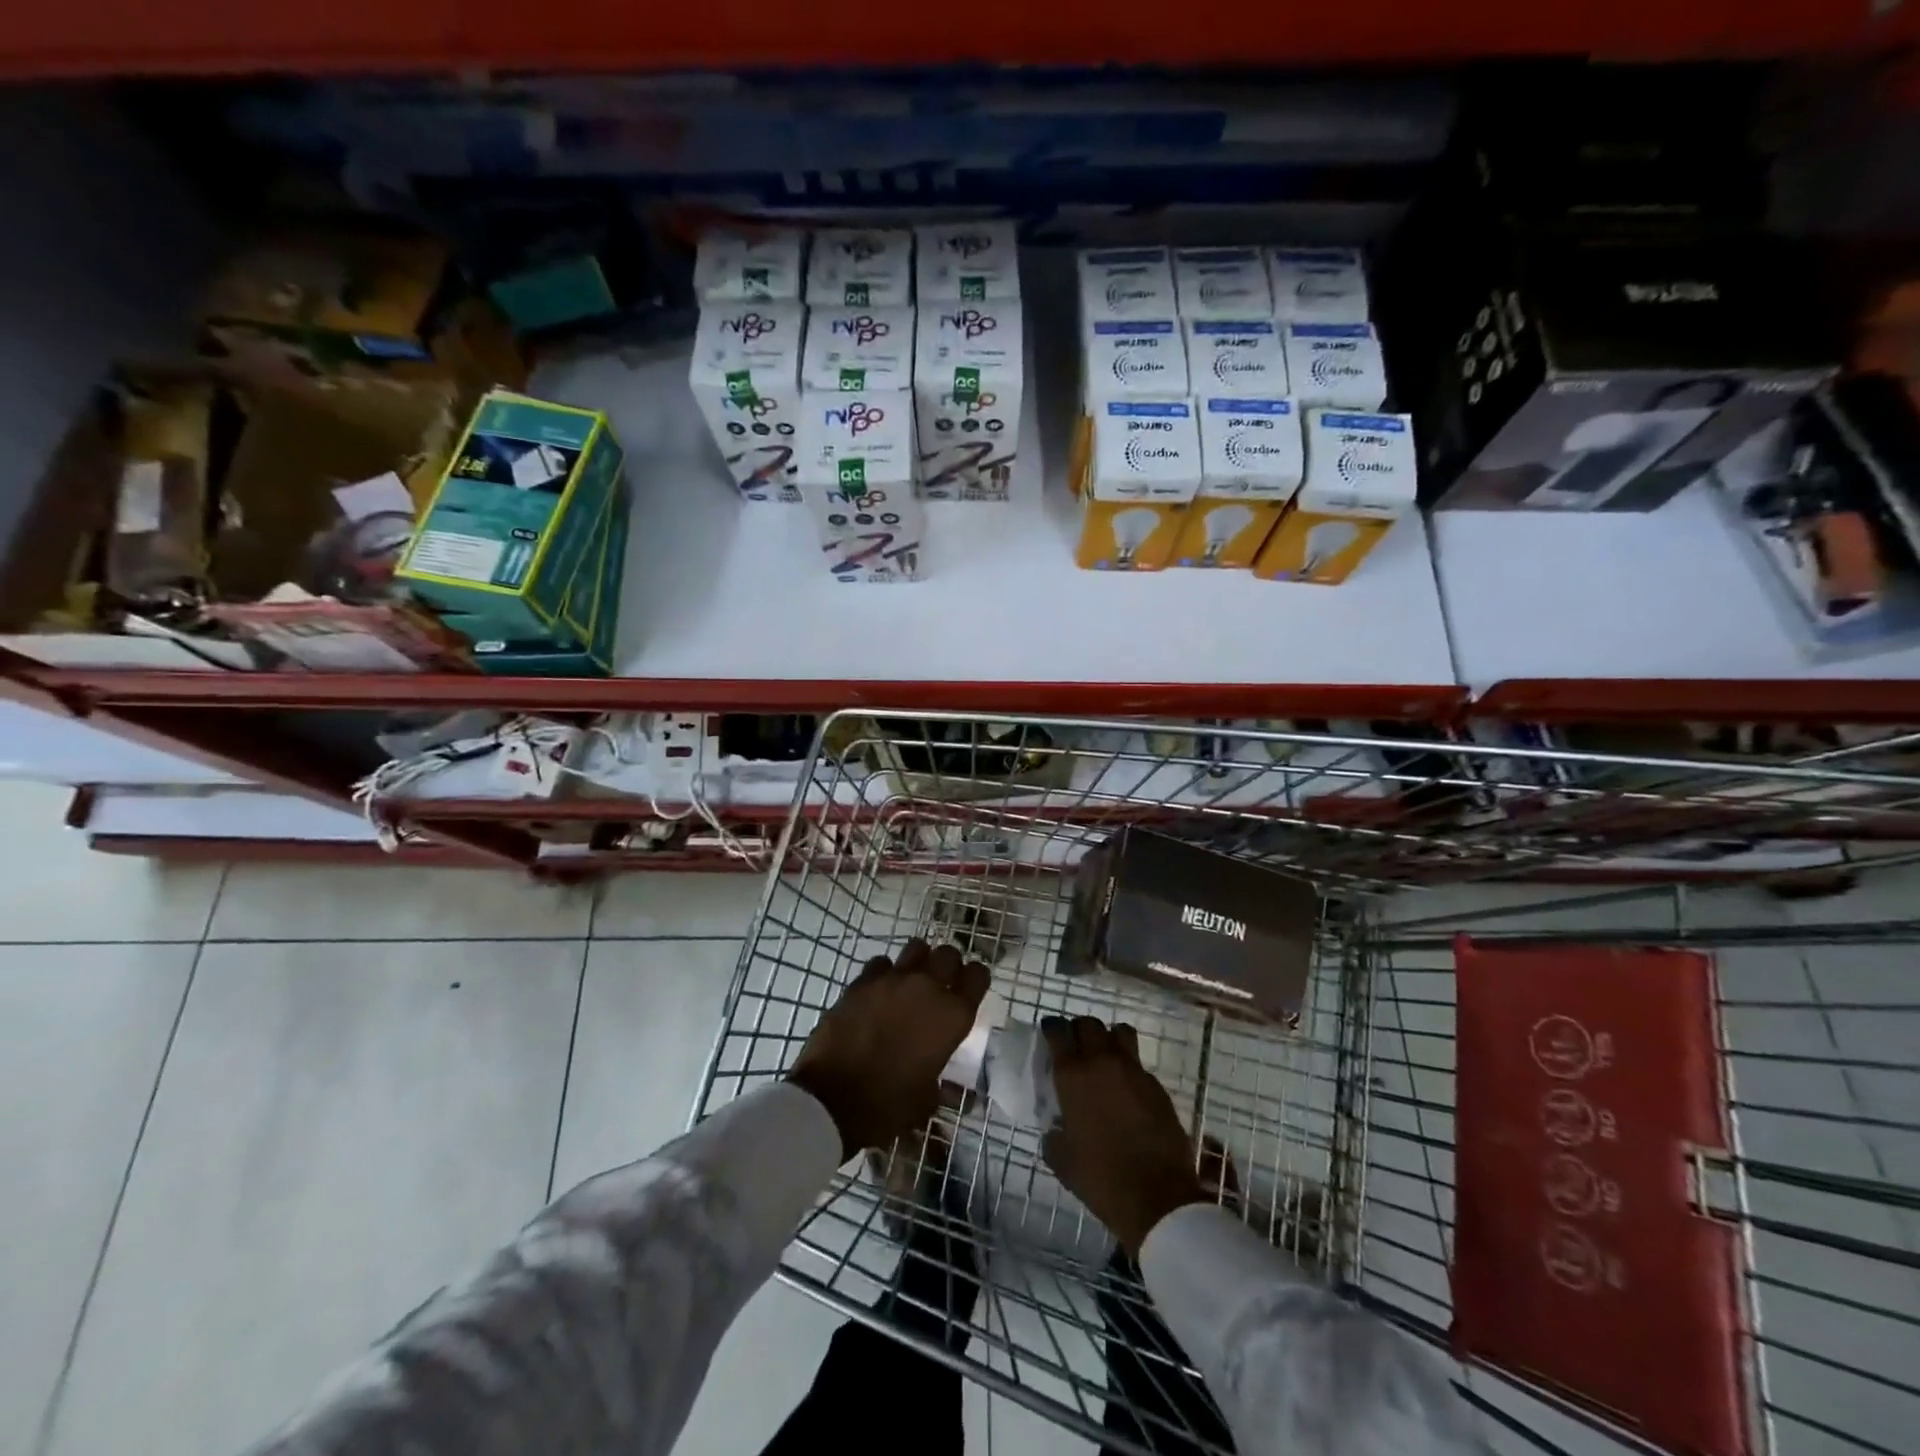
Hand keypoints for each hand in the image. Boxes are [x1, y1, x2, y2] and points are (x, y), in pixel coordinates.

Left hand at [787, 939, 989, 1162]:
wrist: (831, 1099)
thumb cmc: (887, 1105)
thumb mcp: (925, 1101)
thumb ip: (941, 1085)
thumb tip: (951, 1092)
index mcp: (952, 1016)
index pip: (978, 976)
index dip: (975, 979)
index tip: (969, 989)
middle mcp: (928, 988)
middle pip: (949, 954)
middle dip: (948, 965)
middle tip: (941, 983)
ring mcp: (893, 980)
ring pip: (917, 947)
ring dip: (919, 961)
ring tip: (911, 980)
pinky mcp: (862, 981)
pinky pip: (881, 963)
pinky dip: (884, 973)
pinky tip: (879, 990)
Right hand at [1041, 1016, 1205, 1256]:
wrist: (1156, 1197)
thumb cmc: (1100, 1177)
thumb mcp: (1061, 1159)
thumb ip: (1054, 1133)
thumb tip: (1056, 1126)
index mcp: (1073, 1075)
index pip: (1058, 1031)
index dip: (1052, 1028)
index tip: (1050, 1033)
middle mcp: (1102, 1062)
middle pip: (1089, 1024)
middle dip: (1079, 1030)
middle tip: (1076, 1046)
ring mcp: (1133, 1070)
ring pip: (1119, 1032)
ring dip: (1109, 1038)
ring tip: (1105, 1057)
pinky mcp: (1157, 1085)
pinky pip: (1138, 1063)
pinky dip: (1129, 1068)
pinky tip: (1127, 1090)